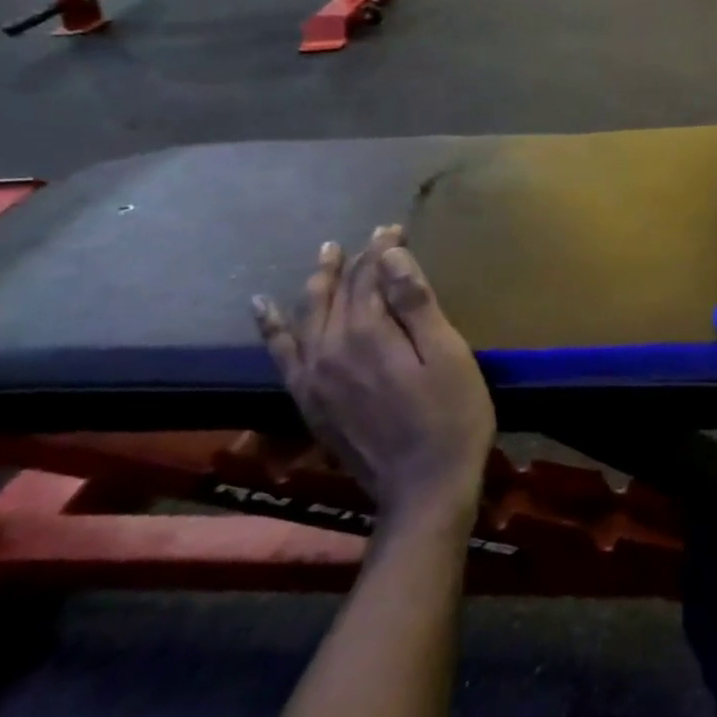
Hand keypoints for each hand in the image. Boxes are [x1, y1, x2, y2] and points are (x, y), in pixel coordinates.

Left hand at [254, 226, 495, 531]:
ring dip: (317, 282)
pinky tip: (264, 308)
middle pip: (339, 291)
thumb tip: (389, 256)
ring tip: (325, 255)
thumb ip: (416, 304)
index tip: (396, 228)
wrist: (423, 488)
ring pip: (307, 315)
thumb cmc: (452, 417)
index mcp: (369, 333)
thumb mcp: (448, 356)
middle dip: (356, 260)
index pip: (371, 276)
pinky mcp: (307, 400)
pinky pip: (281, 352)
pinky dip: (272, 327)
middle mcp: (330, 347)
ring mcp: (312, 376)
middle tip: (373, 237)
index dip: (383, 249)